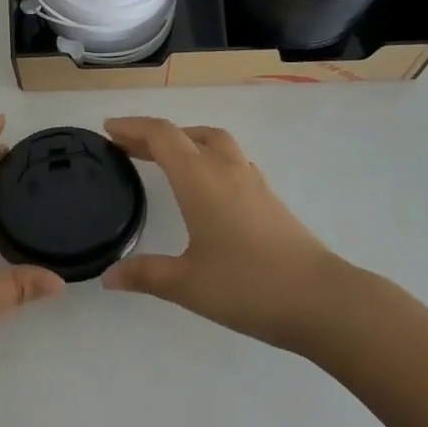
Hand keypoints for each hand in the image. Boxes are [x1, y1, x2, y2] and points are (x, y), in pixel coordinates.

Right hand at [101, 117, 345, 350]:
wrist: (320, 299)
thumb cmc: (247, 286)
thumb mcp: (187, 284)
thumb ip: (145, 275)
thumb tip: (108, 277)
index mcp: (200, 178)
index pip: (161, 135)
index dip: (133, 127)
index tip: (108, 129)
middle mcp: (224, 168)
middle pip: (185, 134)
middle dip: (153, 135)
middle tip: (126, 147)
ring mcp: (251, 179)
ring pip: (213, 141)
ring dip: (184, 141)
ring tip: (164, 159)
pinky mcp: (268, 196)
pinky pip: (230, 159)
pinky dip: (207, 157)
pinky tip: (205, 185)